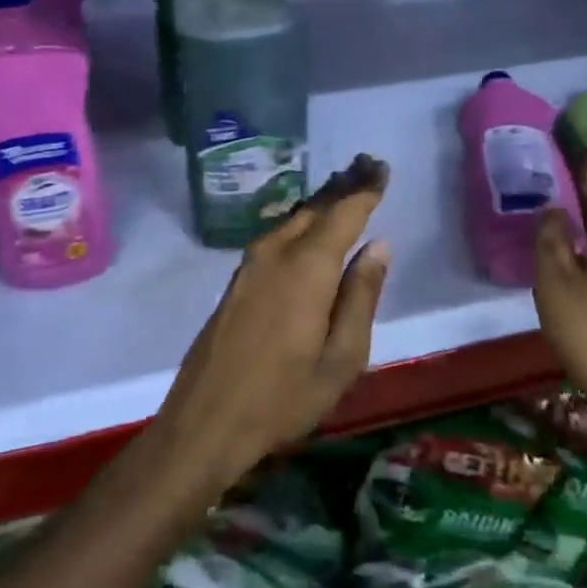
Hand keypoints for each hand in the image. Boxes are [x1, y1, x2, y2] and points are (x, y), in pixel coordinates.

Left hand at [154, 154, 391, 493]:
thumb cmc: (282, 398)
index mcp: (307, 267)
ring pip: (293, 218)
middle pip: (316, 207)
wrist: (204, 422)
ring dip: (321, 200)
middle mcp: (276, 252)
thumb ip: (361, 297)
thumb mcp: (341, 359)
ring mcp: (251, 264)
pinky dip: (302, 220)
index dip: (365, 189)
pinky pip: (278, 233)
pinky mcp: (238, 279)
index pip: (343, 213)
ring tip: (345, 185)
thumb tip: (378, 246)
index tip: (382, 167)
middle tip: (367, 165)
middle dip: (343, 185)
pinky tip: (310, 224)